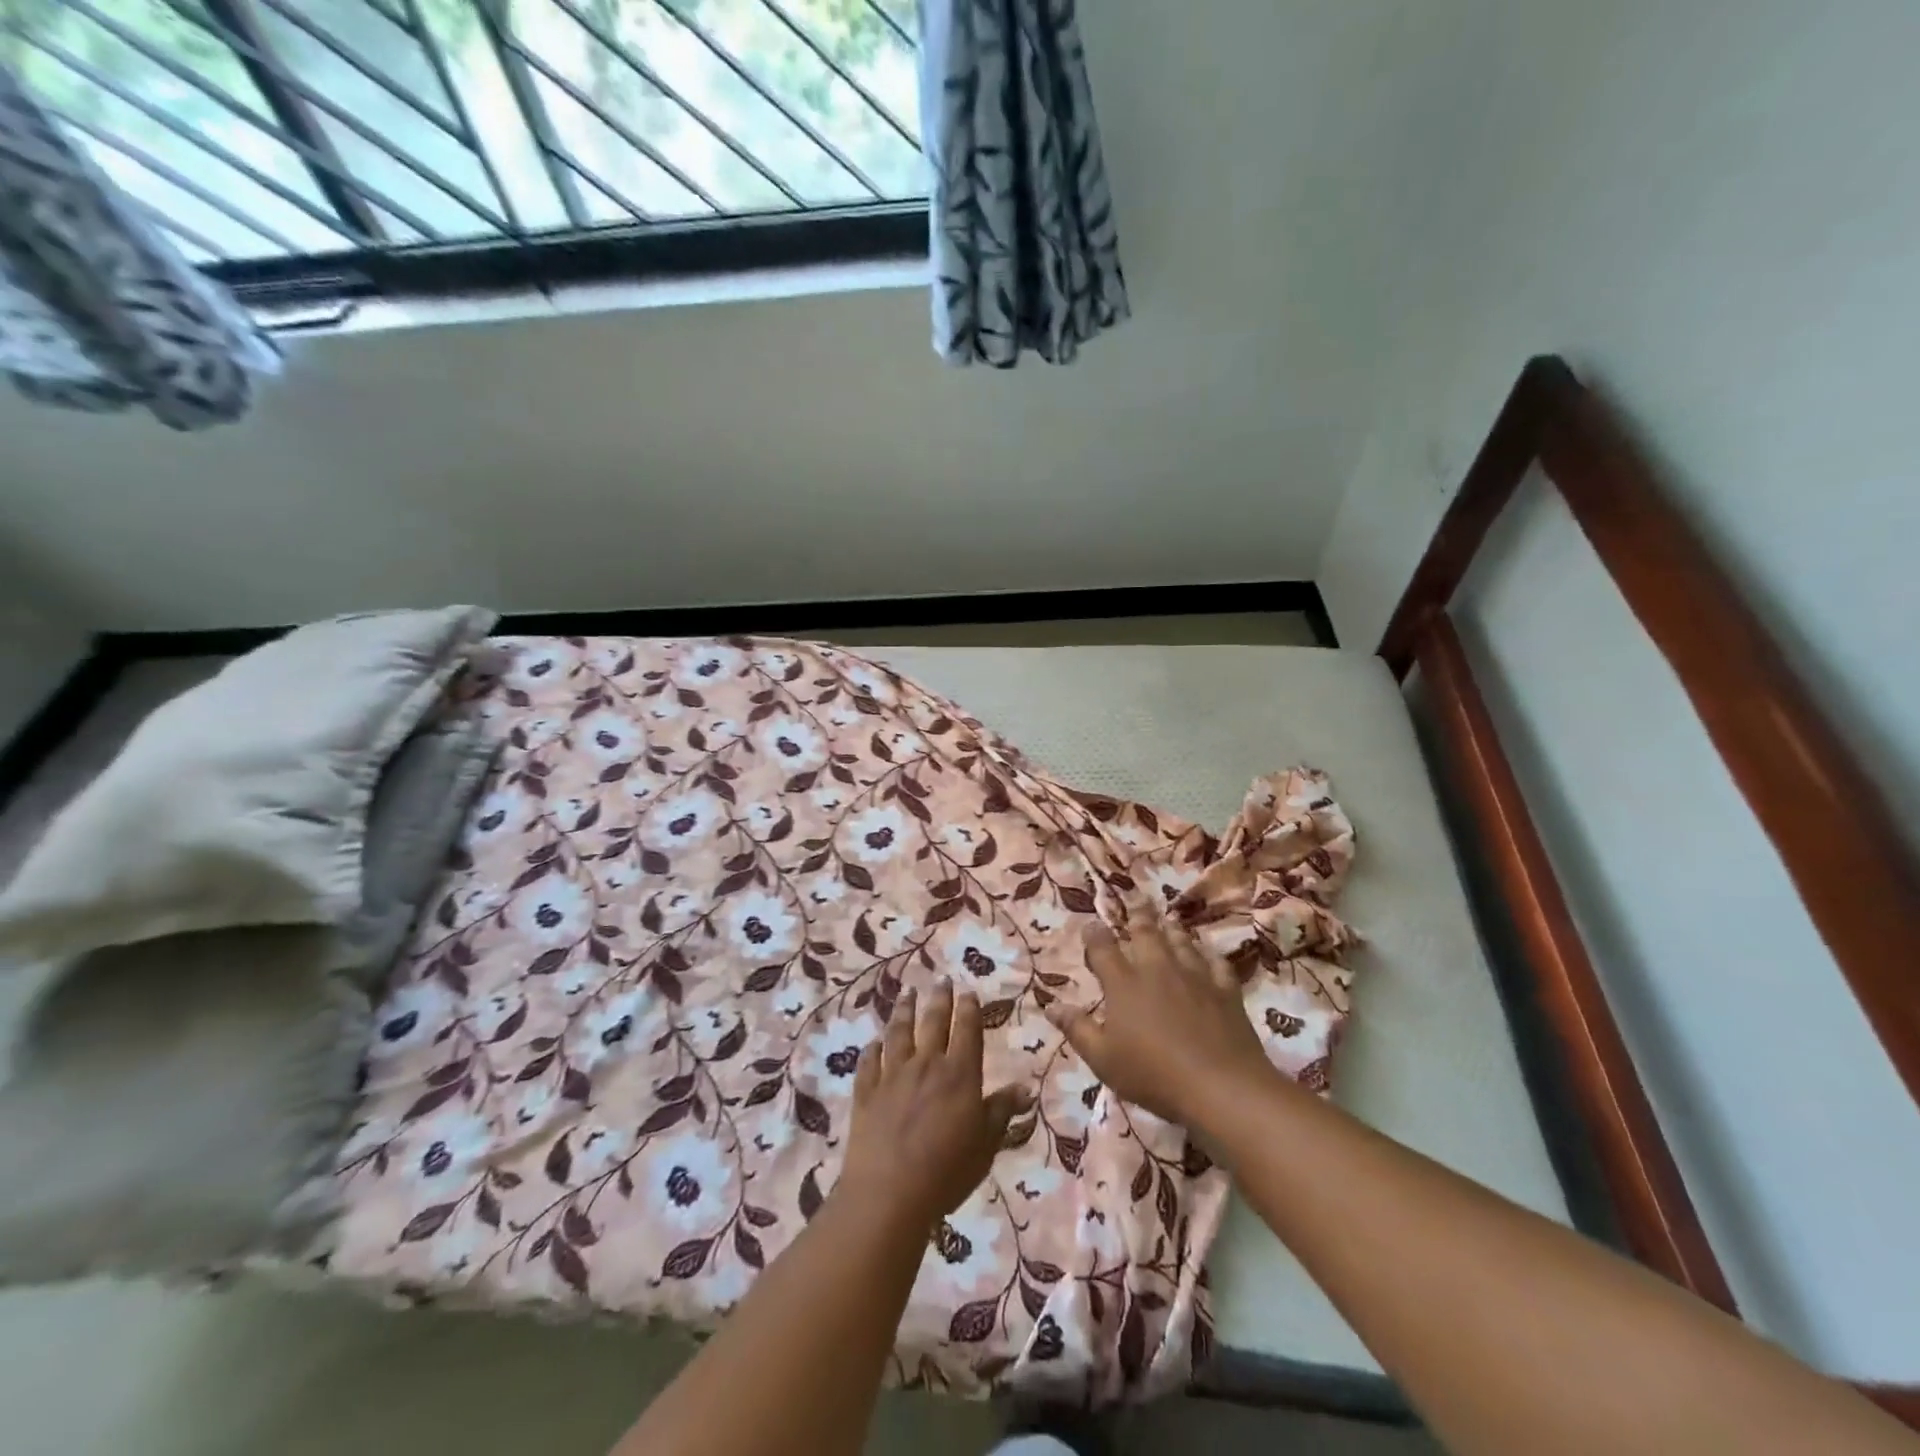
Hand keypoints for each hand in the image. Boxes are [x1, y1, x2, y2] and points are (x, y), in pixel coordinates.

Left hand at [838, 980, 1033, 1231]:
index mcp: (959, 1074)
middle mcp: (926, 1065)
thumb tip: (1026, 1087)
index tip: (968, 992)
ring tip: (907, 993)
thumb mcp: (986, 1144)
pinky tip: (874, 1042)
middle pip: (933, 1023)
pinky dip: (873, 1049)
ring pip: (899, 1033)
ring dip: (904, 1011)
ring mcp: (892, 1075)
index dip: (969, 1010)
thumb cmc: (947, 1171)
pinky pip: (870, 1063)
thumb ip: (1002, 1111)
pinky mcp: (866, 1092)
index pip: (967, 1031)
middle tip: (941, 979)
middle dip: (939, 999)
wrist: (889, 1193)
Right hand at [1047, 918, 1277, 1127]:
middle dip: (1139, 916)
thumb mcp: (1103, 1059)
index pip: (1103, 949)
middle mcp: (1157, 970)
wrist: (1220, 1086)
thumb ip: (1077, 1029)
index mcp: (1124, 984)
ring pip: (1181, 942)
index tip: (1090, 925)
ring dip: (1172, 929)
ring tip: (1169, 920)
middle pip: (1146, 933)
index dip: (1094, 934)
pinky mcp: (1226, 991)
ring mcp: (1195, 977)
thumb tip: (1051, 1006)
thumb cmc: (1154, 1075)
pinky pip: (1217, 964)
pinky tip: (1209, 955)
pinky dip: (1210, 956)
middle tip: (1137, 900)